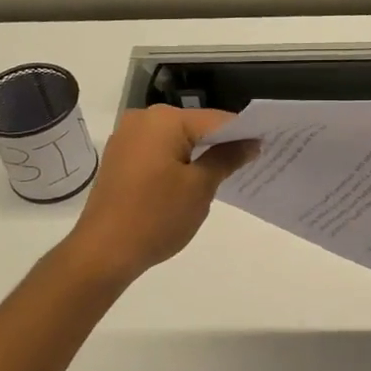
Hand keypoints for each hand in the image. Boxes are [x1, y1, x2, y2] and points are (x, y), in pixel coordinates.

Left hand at [61, 106, 254, 284]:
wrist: (103, 251)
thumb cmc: (157, 216)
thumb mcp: (200, 188)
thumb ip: (227, 158)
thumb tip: (251, 143)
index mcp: (164, 120)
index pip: (216, 120)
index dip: (244, 133)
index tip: (267, 145)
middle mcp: (142, 119)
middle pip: (195, 126)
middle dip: (221, 143)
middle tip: (251, 161)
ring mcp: (127, 138)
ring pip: (176, 139)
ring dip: (200, 154)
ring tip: (227, 173)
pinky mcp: (120, 158)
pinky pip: (159, 151)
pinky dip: (178, 162)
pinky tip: (193, 180)